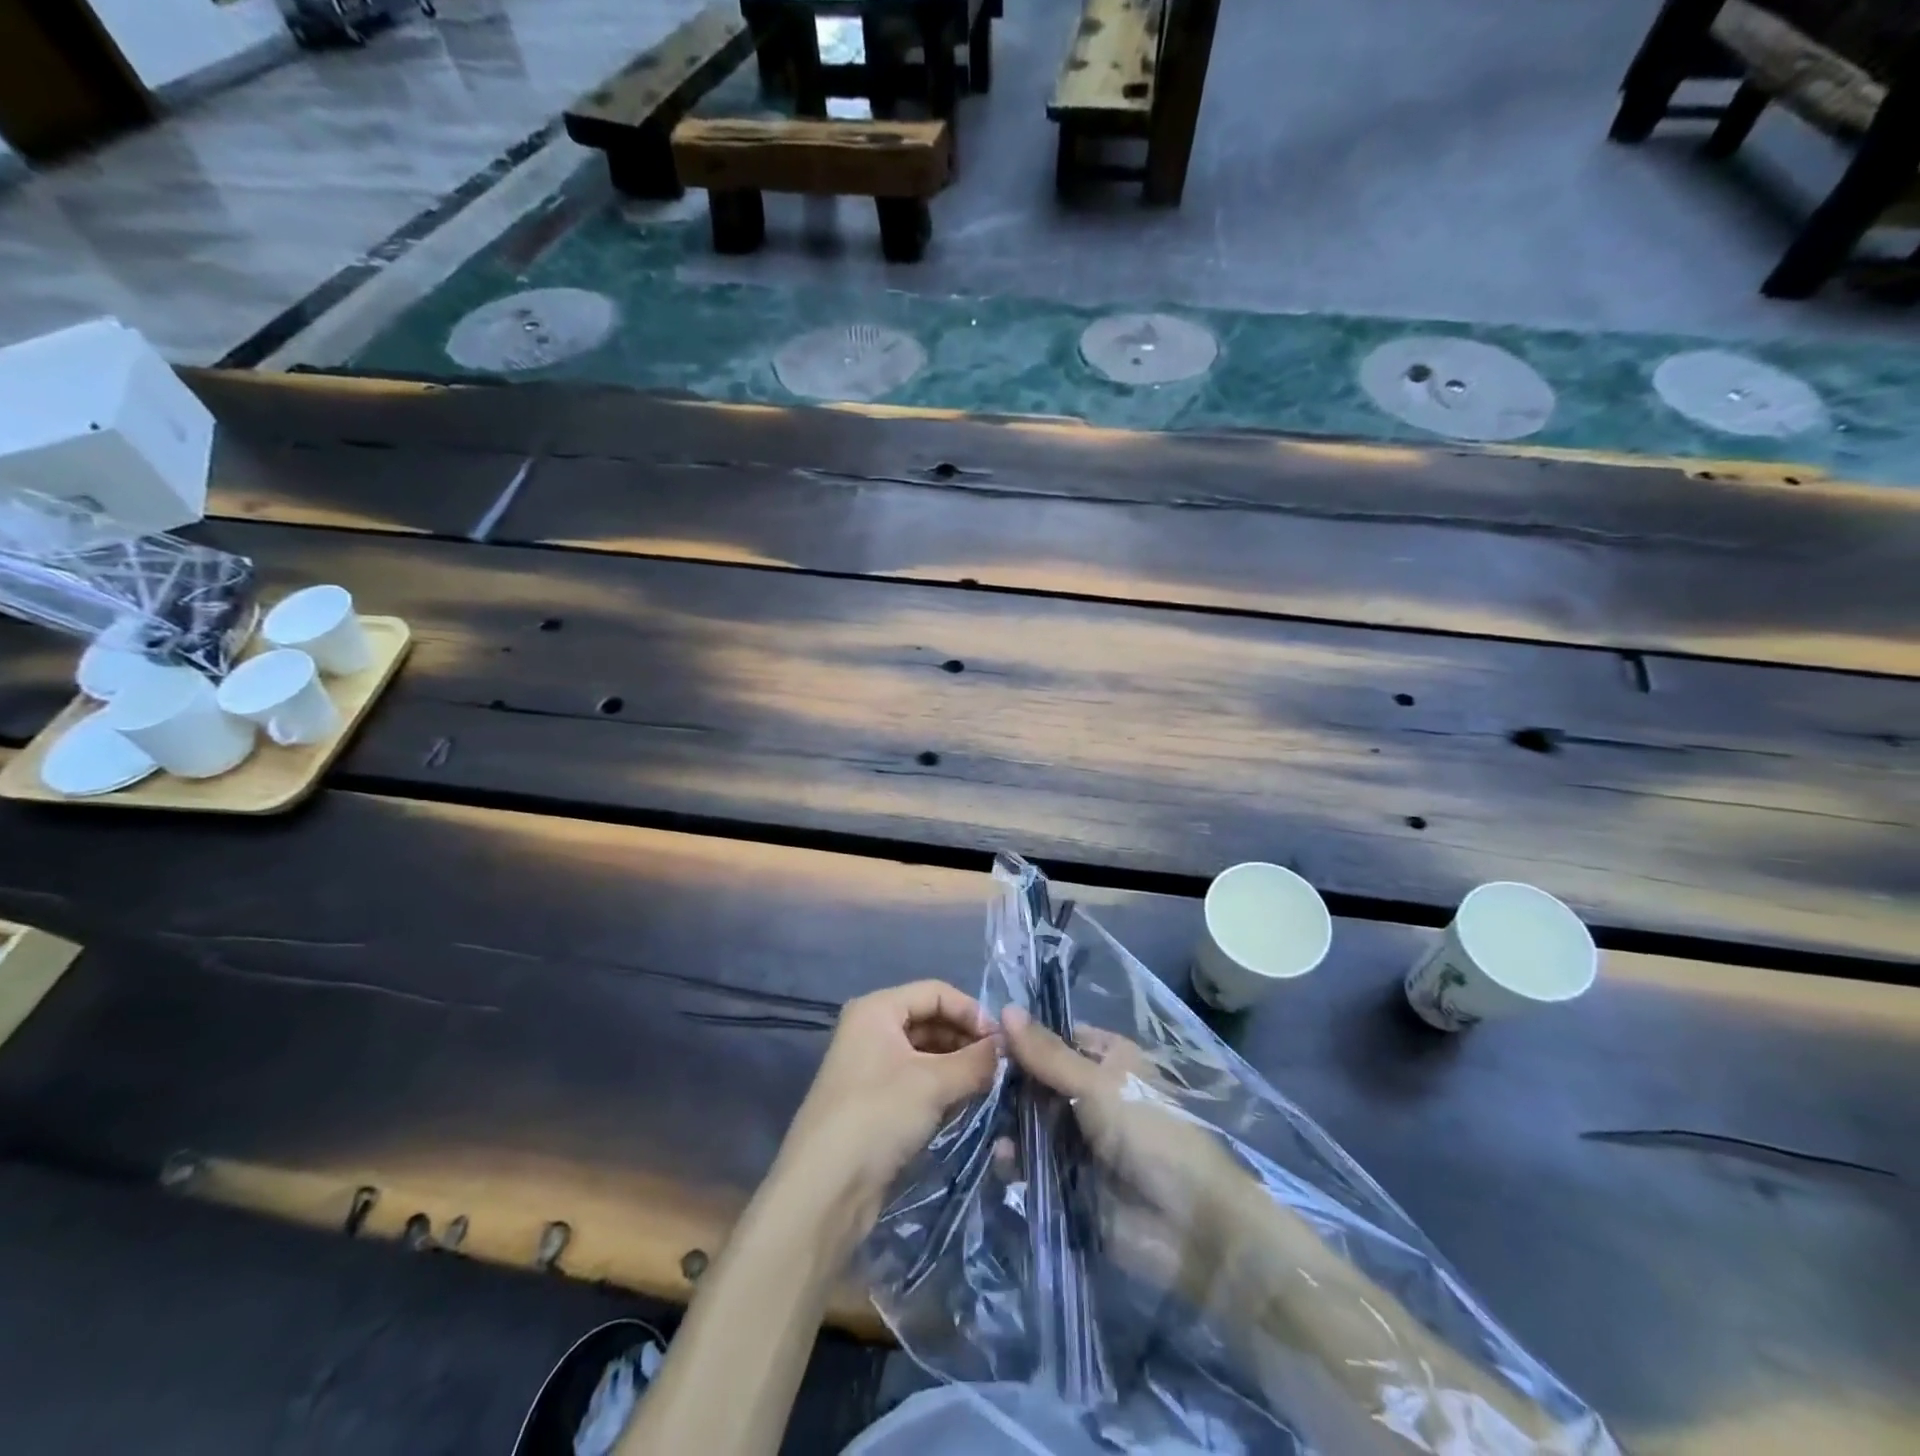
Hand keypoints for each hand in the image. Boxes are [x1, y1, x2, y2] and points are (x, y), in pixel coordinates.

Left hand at [773, 980, 1000, 1231]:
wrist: (825, 1189)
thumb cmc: (878, 1116)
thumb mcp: (933, 1084)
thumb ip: (975, 1061)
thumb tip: (1008, 1047)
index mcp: (877, 1009)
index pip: (935, 992)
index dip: (971, 1011)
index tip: (1002, 1041)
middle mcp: (871, 1029)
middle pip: (931, 1020)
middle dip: (966, 1040)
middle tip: (1000, 1066)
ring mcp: (872, 1066)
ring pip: (926, 1053)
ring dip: (957, 1066)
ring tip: (988, 1086)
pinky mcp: (876, 1101)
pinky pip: (917, 1080)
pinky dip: (942, 1088)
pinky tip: (964, 1105)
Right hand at [1002, 1005, 1253, 1297]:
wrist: (1187, 1225)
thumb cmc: (1149, 1133)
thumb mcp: (1097, 1084)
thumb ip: (1048, 1054)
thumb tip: (1005, 1009)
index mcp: (1108, 1060)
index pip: (1056, 1039)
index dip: (1024, 1039)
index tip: (984, 1038)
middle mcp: (1091, 1093)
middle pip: (1039, 1080)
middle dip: (1008, 1083)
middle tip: (973, 1082)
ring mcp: (1079, 1138)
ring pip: (1031, 1121)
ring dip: (1008, 1122)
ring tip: (983, 1121)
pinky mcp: (1067, 1180)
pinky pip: (1032, 1163)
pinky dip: (1015, 1160)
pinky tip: (1001, 1159)